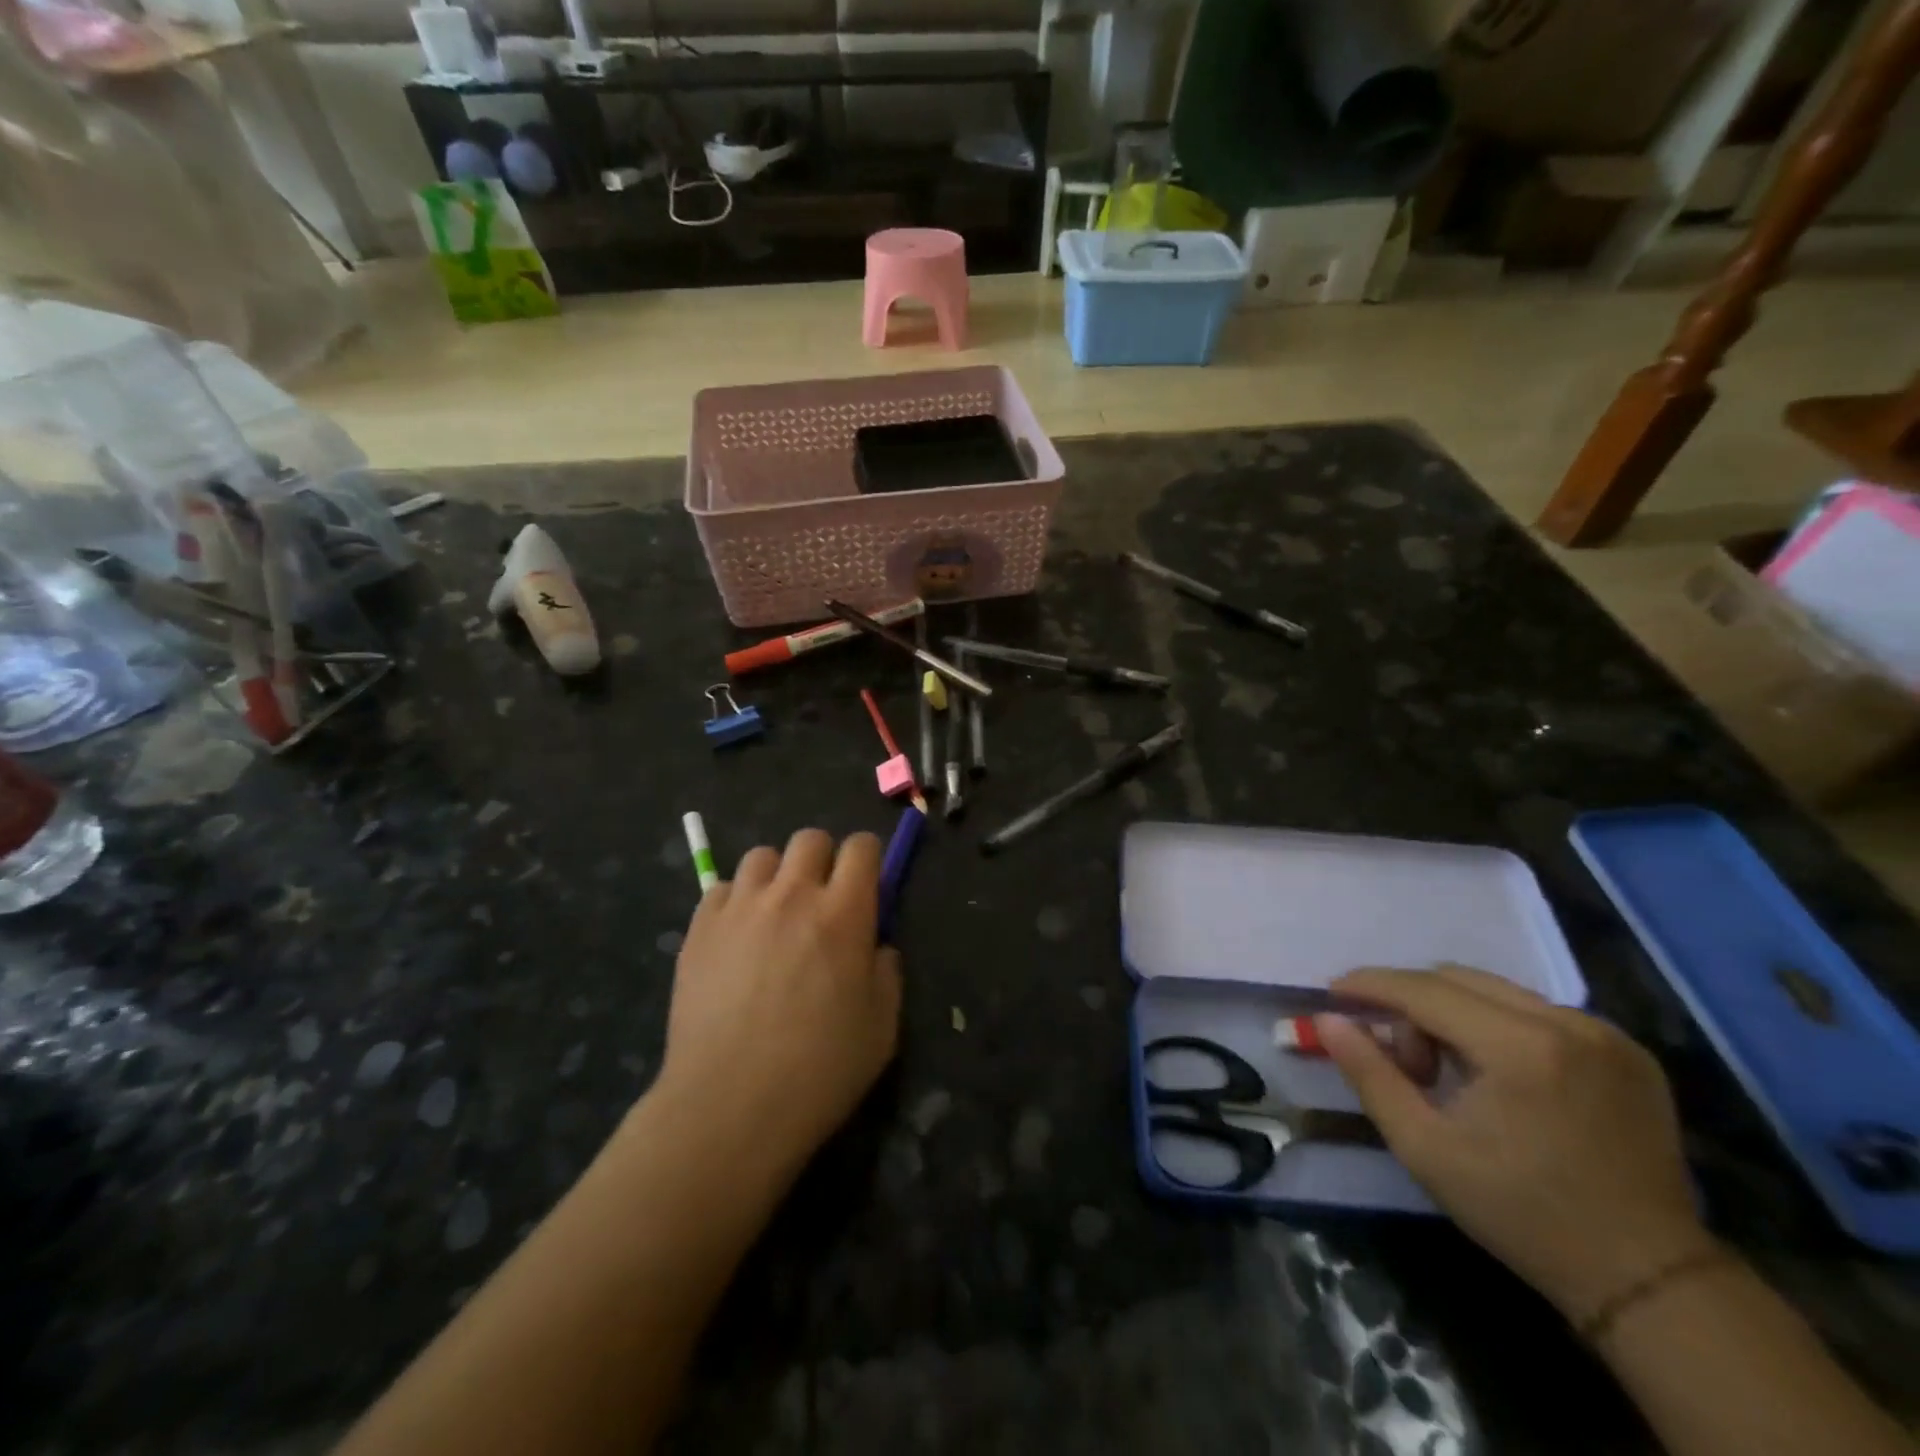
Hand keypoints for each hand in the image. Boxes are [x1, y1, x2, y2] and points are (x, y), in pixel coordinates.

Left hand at [653, 829, 902, 1183]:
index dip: (868, 858)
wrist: (729, 1106)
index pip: (861, 847)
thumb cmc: (819, 1070)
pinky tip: (737, 938)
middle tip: (821, 902)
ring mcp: (741, 907)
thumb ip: (886, 973)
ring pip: (762, 856)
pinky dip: (736, 902)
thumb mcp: (882, 1027)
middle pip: (810, 839)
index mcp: (843, 913)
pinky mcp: (700, 927)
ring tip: (774, 916)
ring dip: (777, 877)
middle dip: (823, 860)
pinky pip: (722, 888)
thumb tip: (875, 946)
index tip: (867, 883)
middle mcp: (792, 895)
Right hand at [1317, 965, 1710, 1324]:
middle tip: (1399, 1056)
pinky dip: (1497, 1025)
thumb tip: (1327, 1020)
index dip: (1370, 984)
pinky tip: (1497, 1074)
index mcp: (1520, 1048)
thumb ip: (1370, 1074)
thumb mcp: (1425, 1148)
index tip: (1333, 992)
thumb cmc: (1521, 1213)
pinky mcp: (1627, 1050)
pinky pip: (1536, 1011)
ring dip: (1452, 1013)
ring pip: (1496, 991)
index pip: (1423, 990)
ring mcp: (1605, 1034)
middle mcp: (1567, 1023)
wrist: (1648, 1278)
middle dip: (1411, 1004)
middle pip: (1457, 979)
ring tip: (1448, 1070)